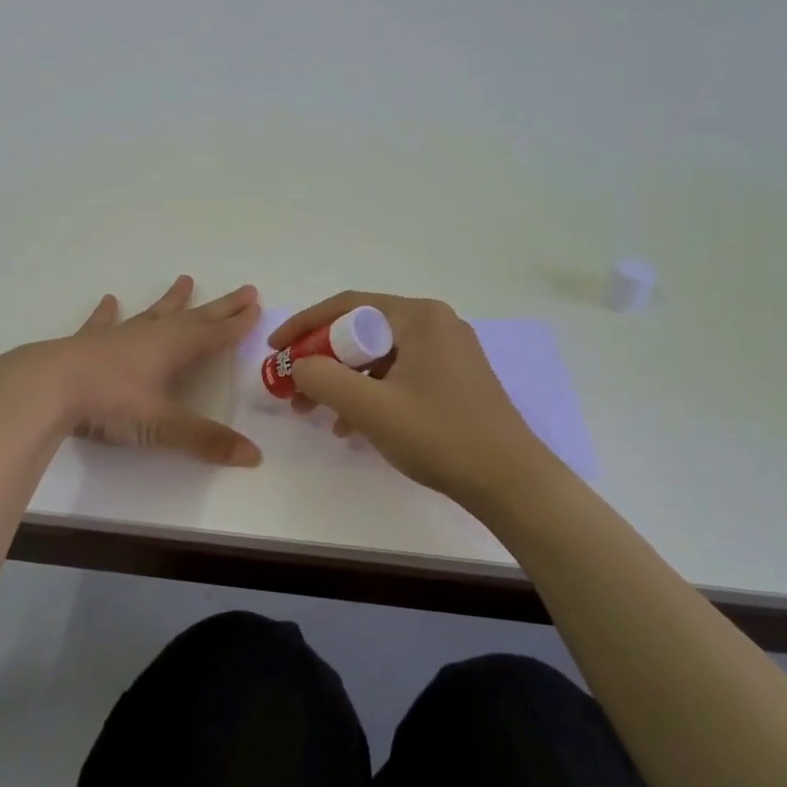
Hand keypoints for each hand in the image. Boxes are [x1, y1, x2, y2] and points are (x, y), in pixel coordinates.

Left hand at [0, 276, 263, 465]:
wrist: (45, 387)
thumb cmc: (108, 403)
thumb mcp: (161, 424)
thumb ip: (206, 440)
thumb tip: (255, 456)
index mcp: (172, 350)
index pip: (214, 335)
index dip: (237, 324)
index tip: (256, 307)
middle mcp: (149, 335)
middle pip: (193, 318)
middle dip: (220, 308)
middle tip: (244, 290)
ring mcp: (116, 337)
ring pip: (152, 314)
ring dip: (171, 301)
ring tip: (185, 280)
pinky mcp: (85, 344)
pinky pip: (102, 323)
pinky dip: (108, 313)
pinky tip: (109, 300)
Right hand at [272, 291, 547, 505]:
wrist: (511, 482)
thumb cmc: (440, 435)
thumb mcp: (371, 408)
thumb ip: (323, 379)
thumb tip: (299, 365)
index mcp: (419, 317)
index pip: (346, 305)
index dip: (304, 325)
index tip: (275, 349)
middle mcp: (435, 324)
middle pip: (361, 332)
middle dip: (322, 360)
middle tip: (294, 388)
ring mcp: (448, 352)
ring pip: (378, 357)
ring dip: (343, 382)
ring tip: (316, 414)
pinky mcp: (453, 379)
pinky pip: (398, 375)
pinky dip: (370, 394)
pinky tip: (353, 428)